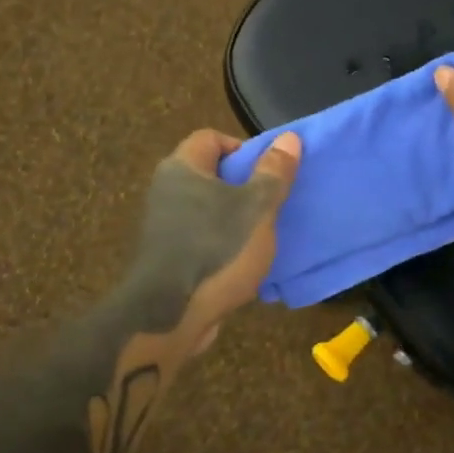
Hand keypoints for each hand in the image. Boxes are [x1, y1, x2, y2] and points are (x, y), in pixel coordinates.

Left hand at [126, 129, 301, 353]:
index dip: (242, 148)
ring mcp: (164, 226)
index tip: (267, 172)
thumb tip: (289, 137)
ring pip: (208, 209)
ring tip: (264, 233)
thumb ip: (274, 172)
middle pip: (210, 174)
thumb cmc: (217, 250)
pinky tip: (245, 261)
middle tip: (271, 202)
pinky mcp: (167, 257)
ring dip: (236, 218)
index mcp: (183, 168)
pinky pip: (201, 238)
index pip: (211, 138)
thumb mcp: (257, 208)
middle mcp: (166, 191)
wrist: (170, 315)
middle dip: (244, 186)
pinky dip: (223, 243)